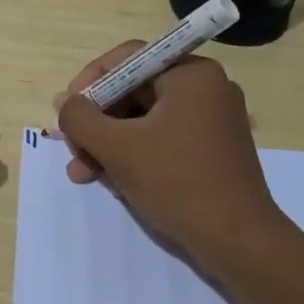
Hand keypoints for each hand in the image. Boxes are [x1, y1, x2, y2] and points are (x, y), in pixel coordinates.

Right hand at [55, 42, 280, 268]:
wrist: (239, 243)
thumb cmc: (178, 182)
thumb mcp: (118, 147)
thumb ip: (81, 118)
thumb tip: (64, 103)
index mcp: (191, 74)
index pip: (127, 59)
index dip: (90, 81)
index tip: (66, 110)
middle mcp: (205, 89)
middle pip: (133, 91)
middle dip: (96, 121)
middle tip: (70, 146)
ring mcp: (211, 121)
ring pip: (143, 120)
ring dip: (108, 143)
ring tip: (80, 172)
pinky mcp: (211, 150)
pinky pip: (161, 139)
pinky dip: (133, 154)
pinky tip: (109, 180)